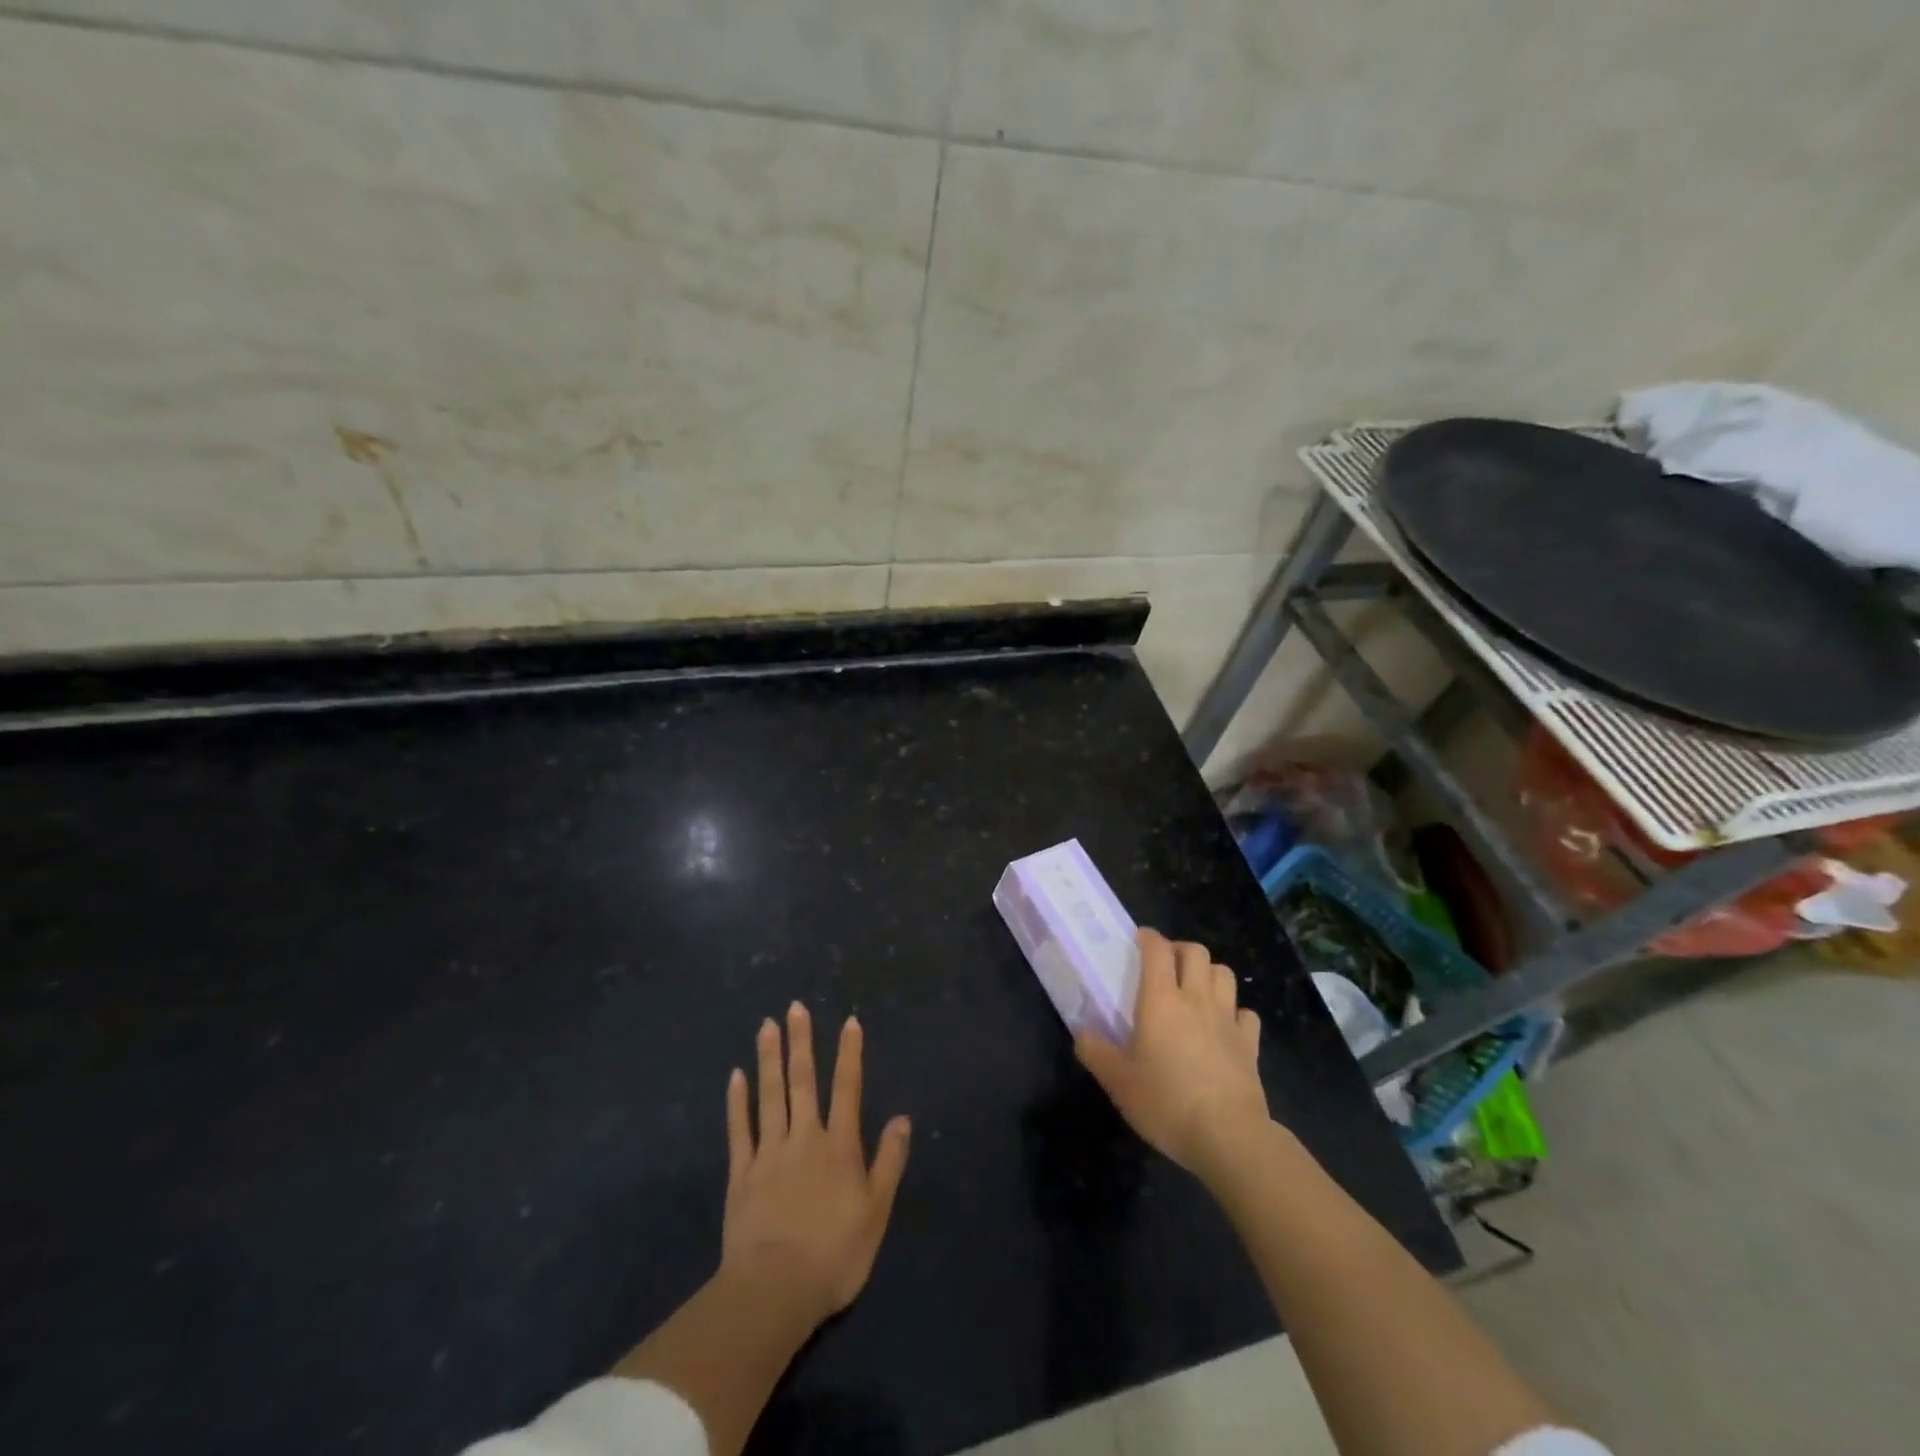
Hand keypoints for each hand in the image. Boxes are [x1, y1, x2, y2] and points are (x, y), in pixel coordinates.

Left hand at [720, 1003, 910, 1328]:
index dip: (850, 1054)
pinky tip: (736, 1076)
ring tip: (767, 1026)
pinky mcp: (741, 1173)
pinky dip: (738, 1101)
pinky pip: (740, 1129)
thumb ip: (889, 1162)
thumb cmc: (834, 1255)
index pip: (848, 1089)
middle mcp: (805, 1138)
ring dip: (769, 1059)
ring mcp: (769, 1153)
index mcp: (839, 1147)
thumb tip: (902, 1118)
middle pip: (803, 1082)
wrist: (774, 1292)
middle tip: (795, 1007)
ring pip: (770, 1096)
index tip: (849, 1021)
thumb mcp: (876, 1212)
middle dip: (801, 1042)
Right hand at [1075, 928, 1268, 1177]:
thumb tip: (1081, 1032)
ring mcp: (1228, 1020)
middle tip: (1164, 966)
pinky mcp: (1250, 1044)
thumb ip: (1095, 1051)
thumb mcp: (1118, 1081)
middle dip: (1179, 950)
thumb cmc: (1166, 1102)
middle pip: (1196, 952)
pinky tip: (1224, 1026)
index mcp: (1161, 1000)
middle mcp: (1196, 999)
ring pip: (1224, 974)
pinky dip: (1235, 1012)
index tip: (1138, 940)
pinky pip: (1245, 1013)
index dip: (1148, 937)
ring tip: (1194, 990)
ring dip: (1208, 974)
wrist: (1229, 1137)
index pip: (1157, 949)